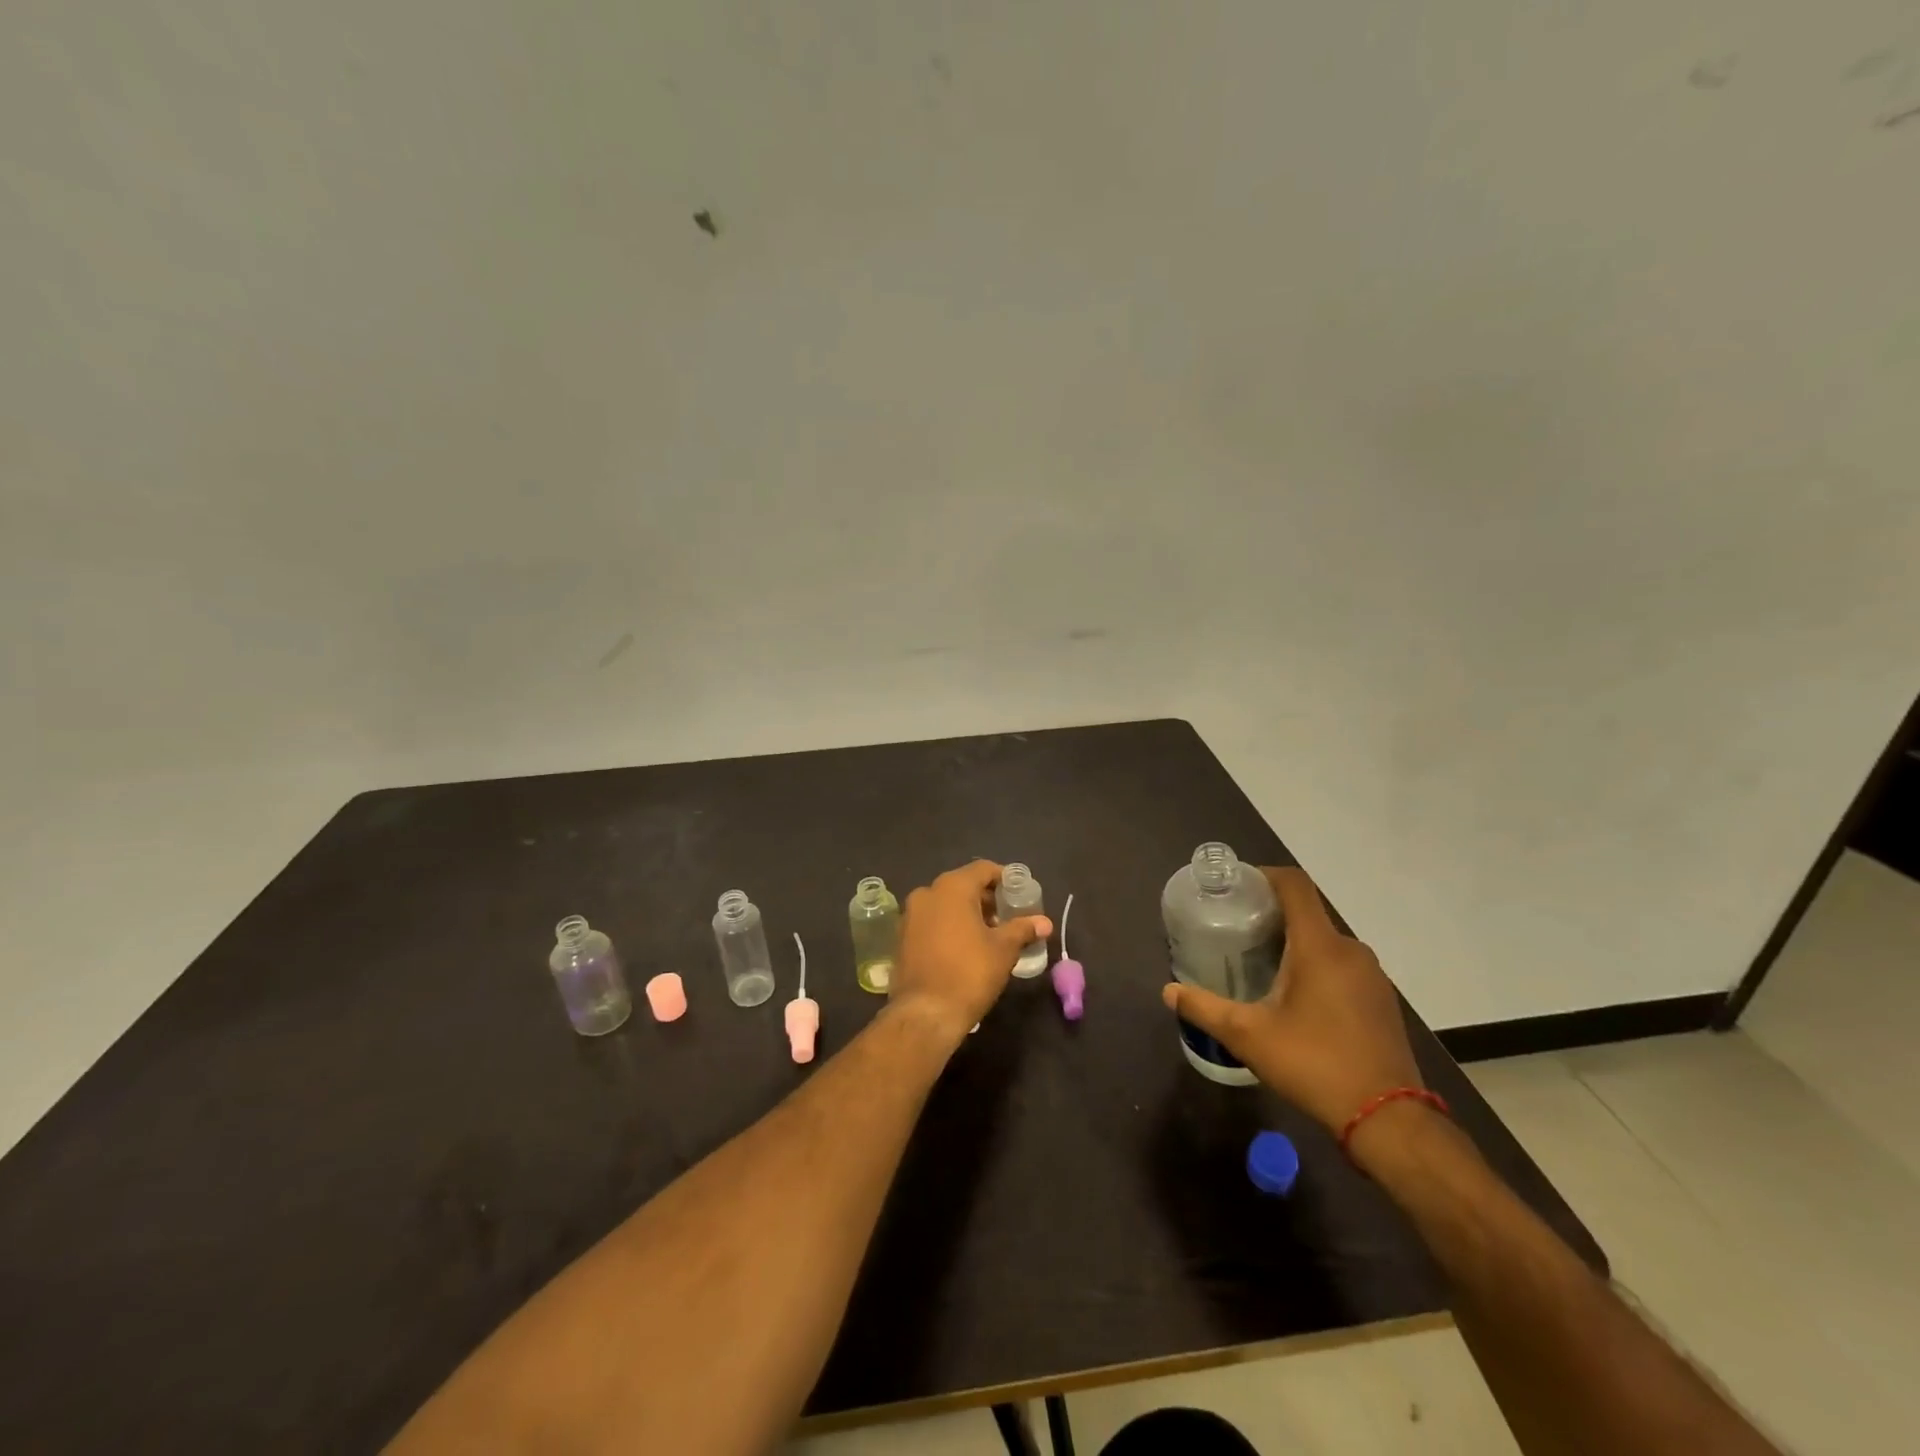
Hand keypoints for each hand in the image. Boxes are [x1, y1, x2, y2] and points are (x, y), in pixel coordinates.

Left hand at [890, 861, 1052, 1044]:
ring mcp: (910, 915)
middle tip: (1008, 917)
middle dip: (987, 898)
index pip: (983, 869)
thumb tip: (1045, 922)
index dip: (1005, 879)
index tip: (1020, 895)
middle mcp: (927, 893)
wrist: (925, 1013)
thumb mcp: (1004, 949)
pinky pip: (932, 921)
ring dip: (967, 913)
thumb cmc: (969, 973)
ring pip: (946, 904)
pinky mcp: (902, 937)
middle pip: (963, 885)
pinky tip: (964, 948)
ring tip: (989, 935)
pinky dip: (949, 926)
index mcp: (952, 887)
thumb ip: (1023, 929)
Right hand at [1161, 866, 1421, 1135]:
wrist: (1389, 1120)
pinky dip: (1316, 967)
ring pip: (1325, 942)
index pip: (1294, 885)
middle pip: (1307, 913)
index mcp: (1320, 946)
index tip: (1237, 887)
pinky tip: (1295, 998)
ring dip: (1294, 944)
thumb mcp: (1248, 1036)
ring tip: (1260, 964)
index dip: (1264, 875)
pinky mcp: (1381, 1001)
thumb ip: (1205, 1008)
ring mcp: (1372, 976)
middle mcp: (1350, 950)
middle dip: (1271, 915)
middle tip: (1236, 931)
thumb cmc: (1314, 1064)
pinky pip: (1342, 966)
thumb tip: (1169, 992)